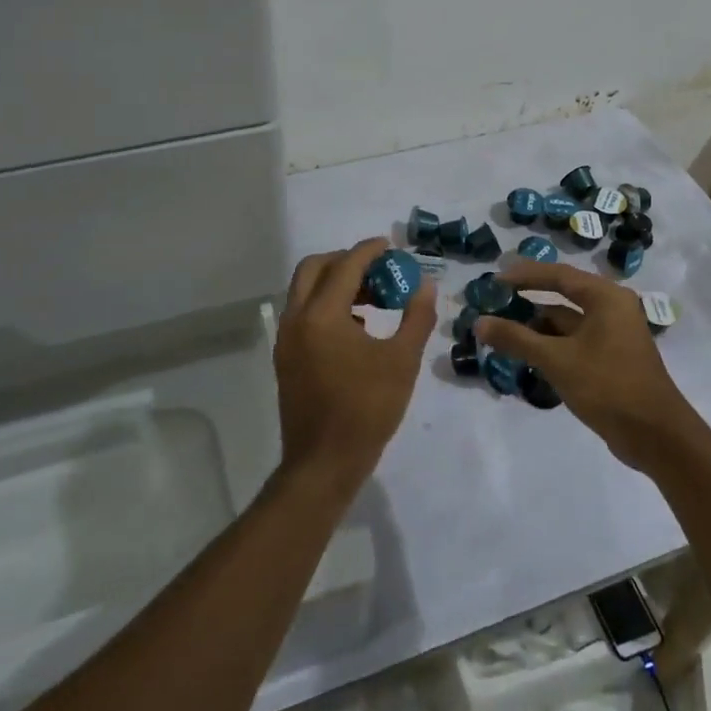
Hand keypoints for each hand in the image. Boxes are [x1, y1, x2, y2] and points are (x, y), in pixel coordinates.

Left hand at [272, 238, 434, 490]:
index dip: (370, 251)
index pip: (346, 265)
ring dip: (335, 284)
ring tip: (373, 299)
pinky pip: (303, 315)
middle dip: (345, 261)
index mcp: (322, 315)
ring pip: (305, 292)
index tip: (391, 247)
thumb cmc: (367, 409)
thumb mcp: (402, 361)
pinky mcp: (285, 358)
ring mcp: (286, 339)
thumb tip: (425, 285)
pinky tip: (357, 329)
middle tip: (377, 270)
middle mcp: (296, 319)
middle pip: (314, 268)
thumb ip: (416, 317)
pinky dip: (326, 307)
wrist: (324, 463)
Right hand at [474, 261, 702, 472]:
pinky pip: (574, 342)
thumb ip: (516, 339)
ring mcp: (613, 335)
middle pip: (562, 295)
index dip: (524, 275)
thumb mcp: (557, 360)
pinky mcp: (610, 359)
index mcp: (606, 298)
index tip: (493, 279)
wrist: (656, 436)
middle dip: (527, 300)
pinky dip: (550, 344)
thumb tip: (479, 322)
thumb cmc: (608, 386)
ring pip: (567, 322)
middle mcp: (612, 309)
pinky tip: (525, 354)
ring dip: (536, 326)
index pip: (558, 275)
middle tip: (493, 302)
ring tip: (500, 330)